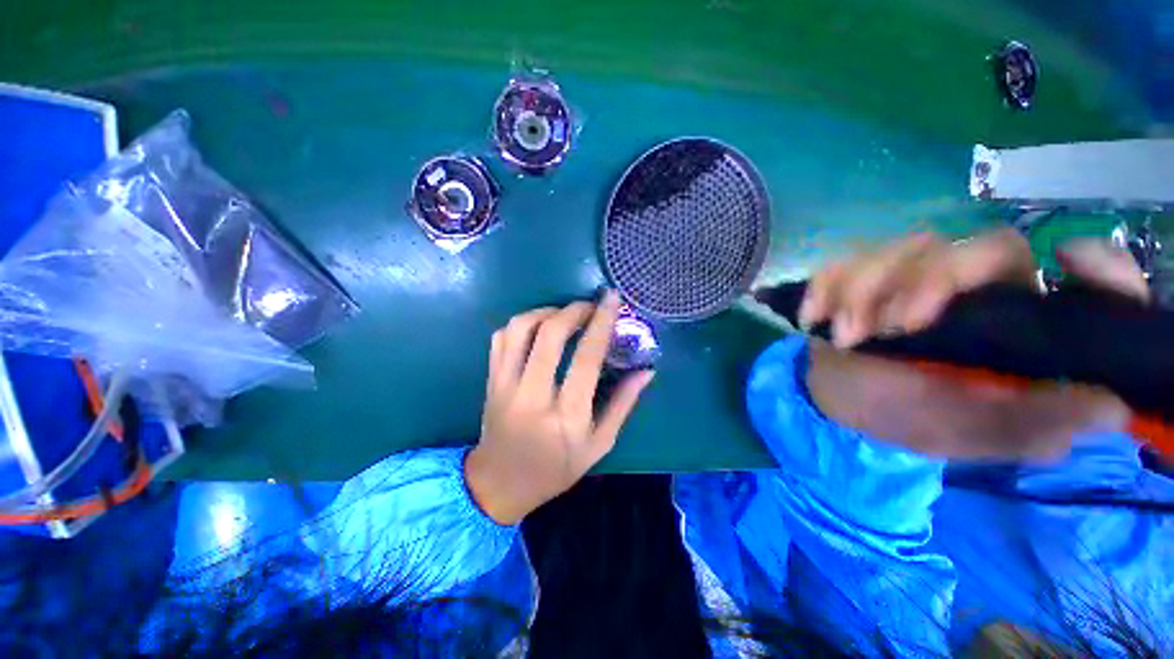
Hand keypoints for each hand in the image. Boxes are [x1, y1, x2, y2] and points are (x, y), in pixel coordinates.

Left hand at [465, 293, 654, 524]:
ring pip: (520, 329)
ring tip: (563, 314)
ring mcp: (505, 385)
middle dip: (574, 310)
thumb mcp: (599, 445)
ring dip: (546, 311)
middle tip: (589, 306)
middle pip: (550, 334)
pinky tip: (538, 327)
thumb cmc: (556, 468)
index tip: (611, 300)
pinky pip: (501, 338)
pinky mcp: (490, 381)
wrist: (500, 484)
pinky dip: (521, 323)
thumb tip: (646, 371)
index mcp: (567, 415)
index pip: (587, 357)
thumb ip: (623, 404)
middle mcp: (533, 395)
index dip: (601, 322)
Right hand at [797, 229, 1135, 460]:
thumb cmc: (903, 417)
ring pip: (907, 247)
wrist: (834, 402)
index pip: (1082, 281)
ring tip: (845, 336)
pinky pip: (844, 262)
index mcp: (1019, 328)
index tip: (1065, 261)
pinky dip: (826, 287)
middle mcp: (979, 292)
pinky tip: (815, 318)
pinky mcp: (862, 276)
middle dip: (935, 281)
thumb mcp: (968, 432)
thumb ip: (1034, 422)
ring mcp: (914, 277)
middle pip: (985, 247)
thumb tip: (1114, 405)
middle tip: (896, 325)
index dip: (1096, 265)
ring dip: (866, 290)